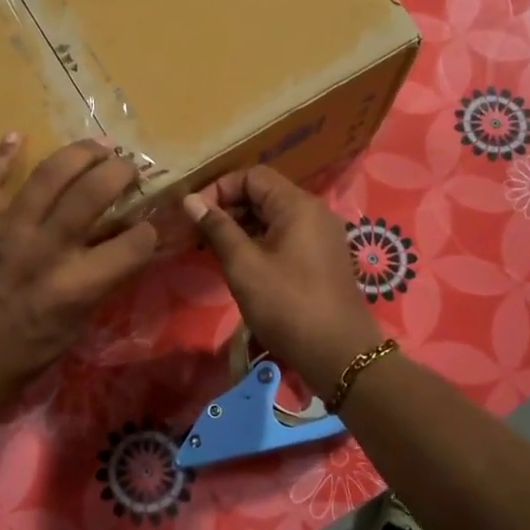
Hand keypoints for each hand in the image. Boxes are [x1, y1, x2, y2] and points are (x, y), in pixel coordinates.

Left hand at [0, 135, 160, 425]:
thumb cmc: (7, 365)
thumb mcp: (66, 336)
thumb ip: (94, 291)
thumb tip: (116, 255)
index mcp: (74, 289)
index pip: (134, 244)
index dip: (150, 231)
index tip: (147, 225)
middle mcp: (42, 253)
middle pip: (93, 191)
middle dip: (120, 172)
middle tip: (126, 169)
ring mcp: (0, 234)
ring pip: (47, 175)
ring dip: (78, 153)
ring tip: (94, 147)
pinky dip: (2, 155)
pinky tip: (17, 138)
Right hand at [183, 167, 382, 397]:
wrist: (338, 353)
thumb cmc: (287, 305)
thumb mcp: (244, 265)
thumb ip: (217, 228)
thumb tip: (191, 200)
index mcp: (297, 205)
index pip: (252, 175)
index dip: (219, 189)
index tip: (195, 215)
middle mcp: (313, 211)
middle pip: (263, 193)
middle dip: (228, 208)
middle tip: (199, 234)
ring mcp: (321, 235)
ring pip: (273, 217)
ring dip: (241, 227)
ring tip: (213, 250)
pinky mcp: (321, 257)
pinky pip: (285, 236)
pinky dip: (259, 241)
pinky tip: (240, 264)